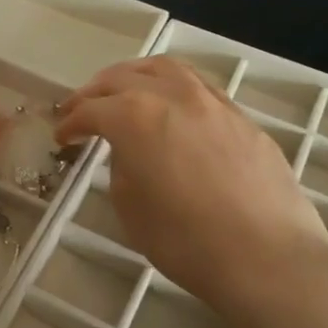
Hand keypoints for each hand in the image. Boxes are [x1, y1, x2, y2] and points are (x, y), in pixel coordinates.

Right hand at [55, 57, 327, 319]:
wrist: (266, 257)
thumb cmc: (184, 239)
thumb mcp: (129, 206)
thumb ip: (121, 166)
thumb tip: (128, 152)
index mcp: (134, 115)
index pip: (91, 110)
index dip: (71, 123)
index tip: (62, 136)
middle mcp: (172, 95)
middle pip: (123, 78)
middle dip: (95, 92)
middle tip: (80, 108)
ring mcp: (212, 102)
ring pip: (166, 69)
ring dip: (135, 75)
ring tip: (125, 90)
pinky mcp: (242, 118)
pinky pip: (199, 87)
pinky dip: (174, 88)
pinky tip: (173, 108)